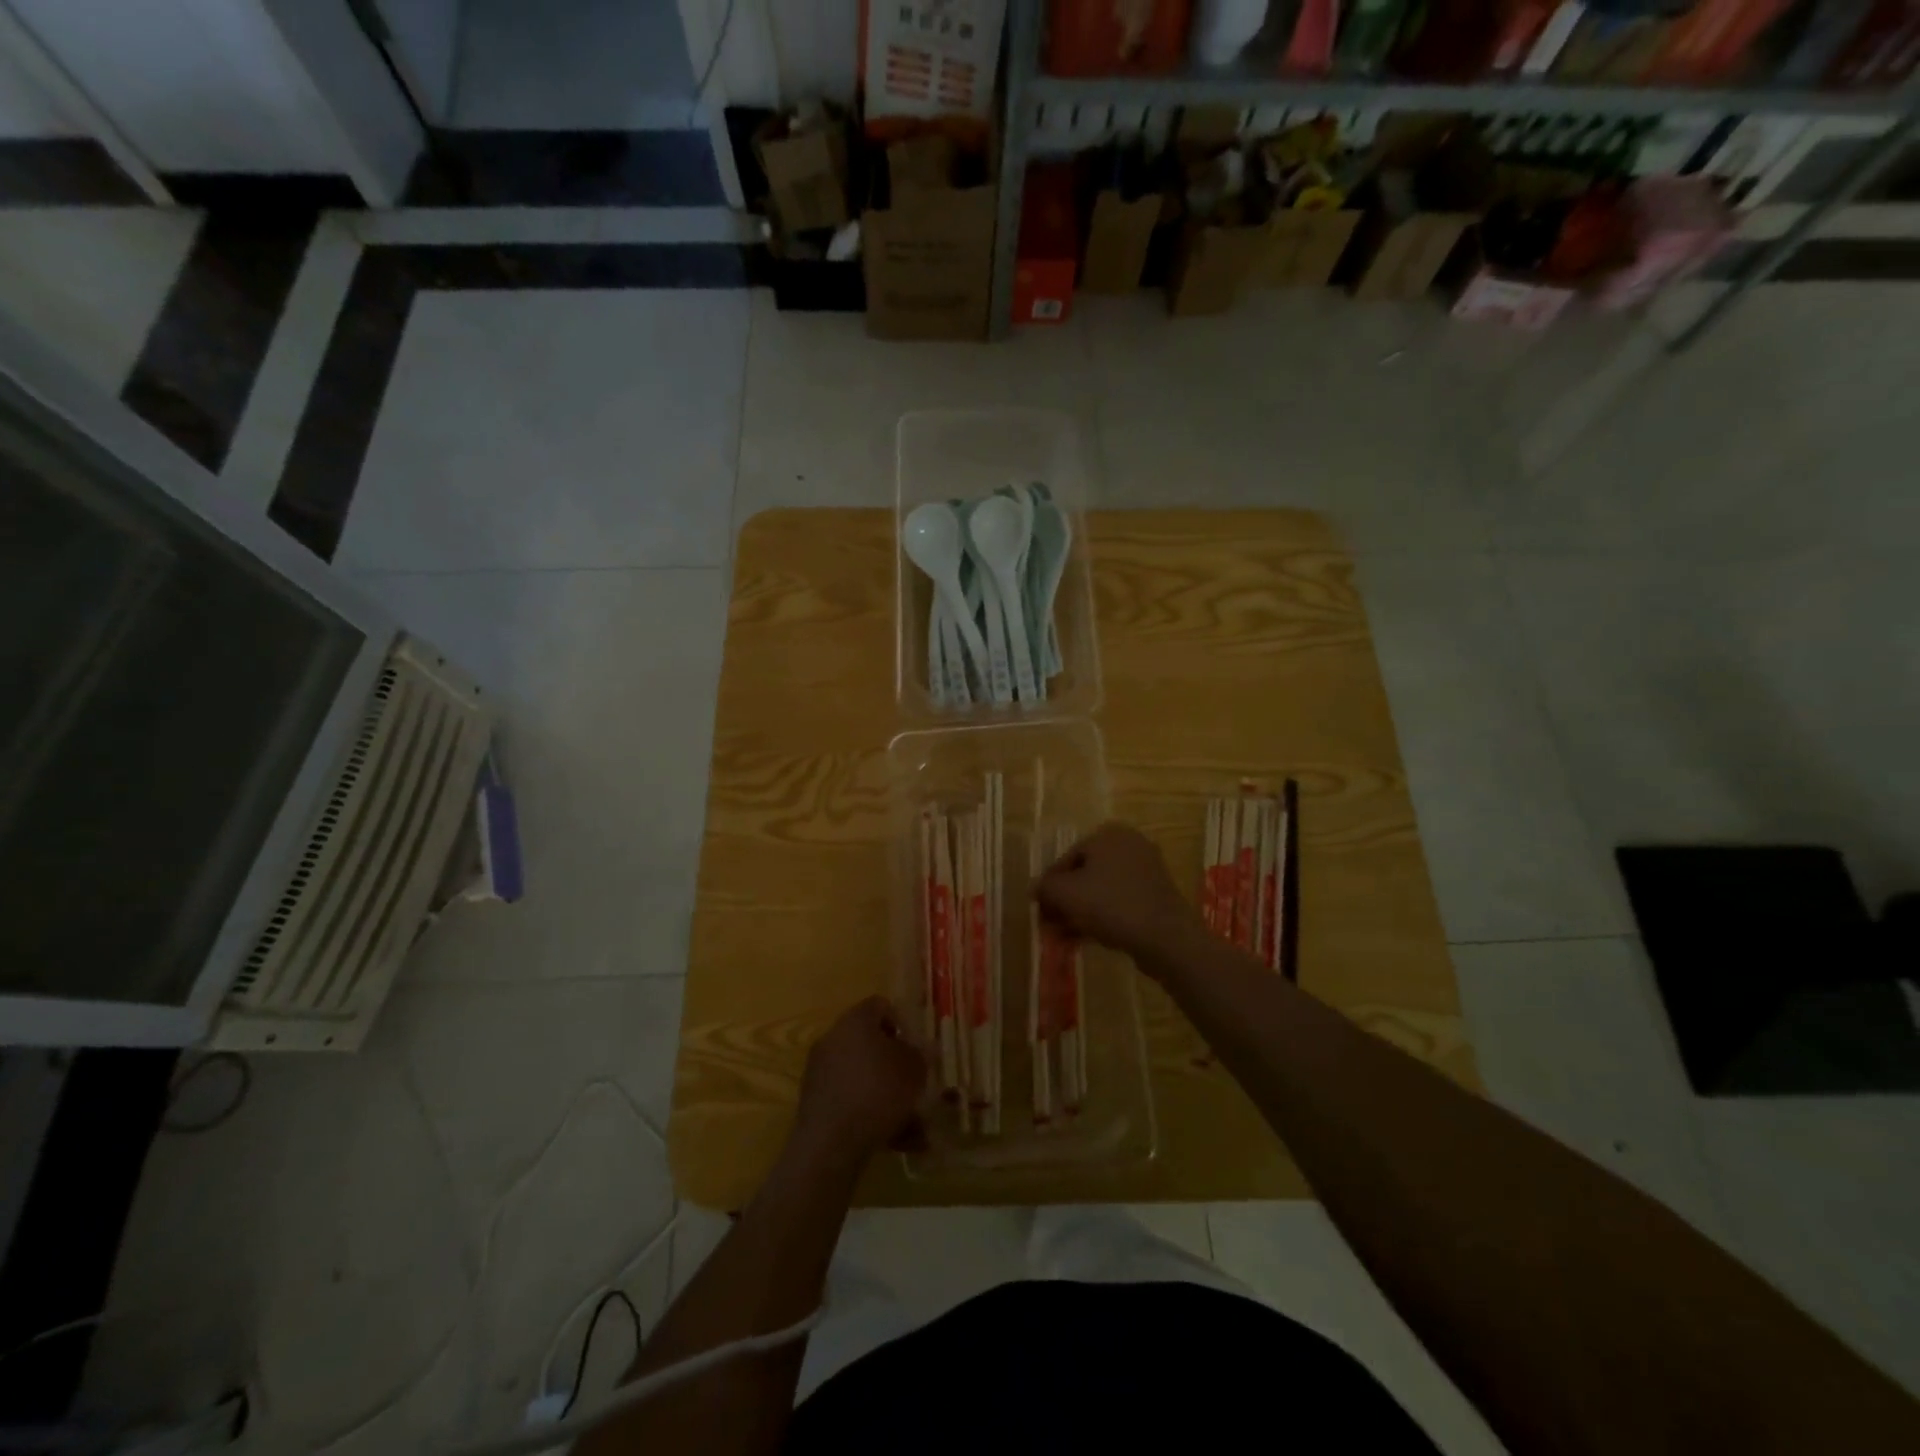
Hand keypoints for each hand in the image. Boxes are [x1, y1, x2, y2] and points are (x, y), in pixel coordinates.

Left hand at [790, 996, 927, 1171]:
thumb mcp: (914, 1068)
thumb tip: (920, 1050)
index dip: (902, 1022)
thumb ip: (920, 1054)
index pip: (880, 1005)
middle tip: (915, 1082)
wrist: (831, 1143)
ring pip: (864, 1078)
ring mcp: (820, 1072)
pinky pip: (851, 1102)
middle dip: (895, 1064)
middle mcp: (833, 1039)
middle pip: (870, 1043)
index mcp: (855, 1020)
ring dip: (888, 1096)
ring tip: (915, 1125)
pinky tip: (898, 1141)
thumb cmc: (879, 1091)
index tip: (916, 1047)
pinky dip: (872, 1116)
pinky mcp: (815, 1103)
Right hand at [1034, 822, 1201, 962]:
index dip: (1049, 885)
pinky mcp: (1156, 896)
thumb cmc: (1110, 905)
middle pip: (1084, 874)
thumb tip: (1035, 887)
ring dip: (1079, 913)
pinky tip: (1085, 939)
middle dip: (1064, 902)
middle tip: (1050, 925)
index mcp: (1108, 835)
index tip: (1039, 909)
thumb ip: (1045, 887)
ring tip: (1063, 938)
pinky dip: (1101, 917)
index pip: (1066, 858)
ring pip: (1101, 891)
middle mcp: (1129, 845)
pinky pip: (1120, 902)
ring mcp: (1146, 871)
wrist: (1165, 937)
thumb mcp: (1066, 894)